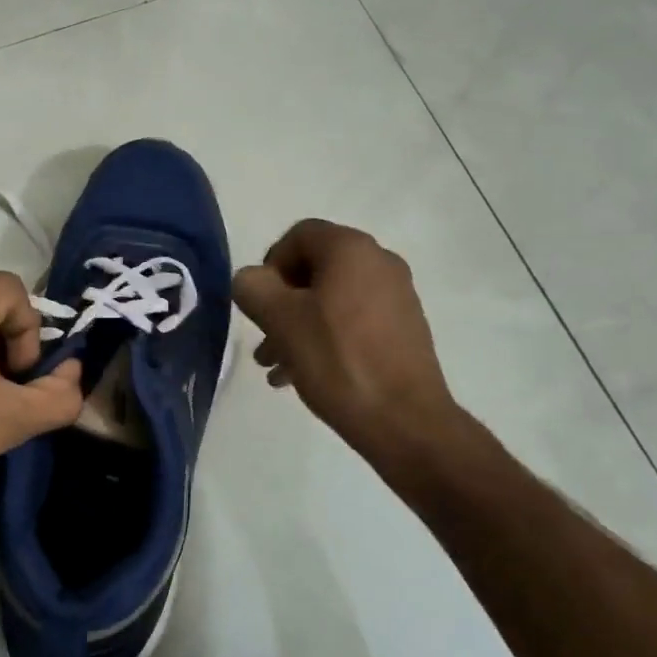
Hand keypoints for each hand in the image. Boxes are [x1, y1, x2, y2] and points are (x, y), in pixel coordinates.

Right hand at [234, 220, 461, 465]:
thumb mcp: (281, 320)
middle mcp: (380, 262)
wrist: (405, 420)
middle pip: (314, 270)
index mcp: (352, 249)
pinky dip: (325, 338)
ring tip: (275, 367)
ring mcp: (396, 296)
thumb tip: (251, 280)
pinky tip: (304, 375)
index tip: (258, 304)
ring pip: (331, 300)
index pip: (298, 236)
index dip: (269, 265)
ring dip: (297, 326)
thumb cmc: (337, 360)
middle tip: (262, 340)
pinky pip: (353, 321)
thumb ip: (253, 288)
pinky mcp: (404, 329)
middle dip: (280, 304)